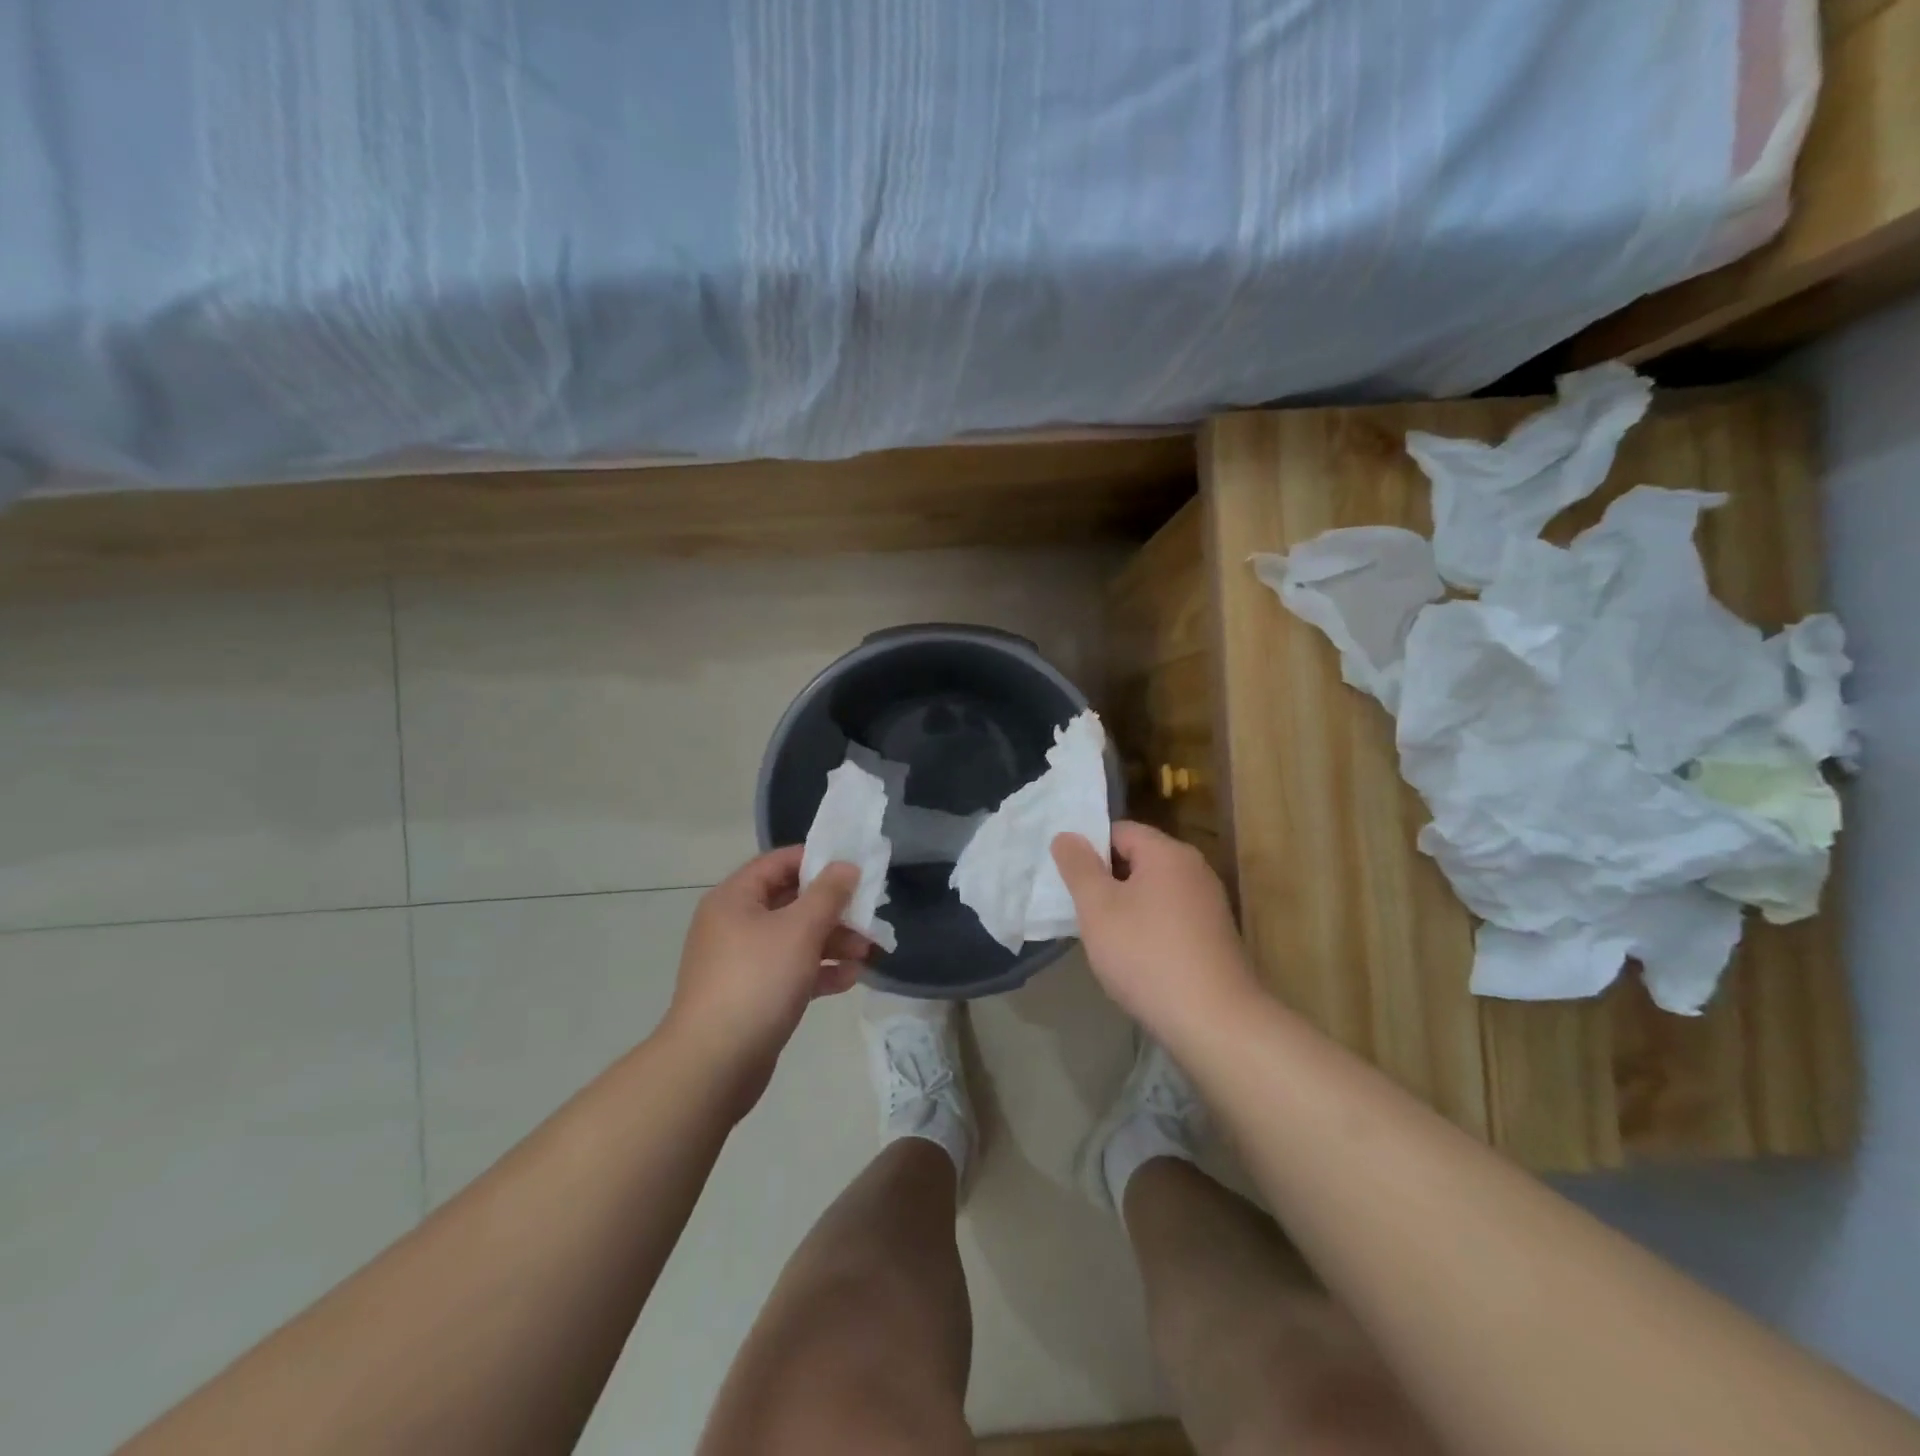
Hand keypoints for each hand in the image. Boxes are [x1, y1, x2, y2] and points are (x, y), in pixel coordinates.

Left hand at [663, 846, 869, 1116]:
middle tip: (869, 915)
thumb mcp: (799, 929)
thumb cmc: (757, 981)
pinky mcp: (752, 996)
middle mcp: (735, 925)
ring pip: (794, 939)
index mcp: (735, 899)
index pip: (778, 863)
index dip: (817, 860)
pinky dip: (819, 972)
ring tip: (868, 952)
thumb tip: (846, 866)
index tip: (854, 868)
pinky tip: (850, 979)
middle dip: (833, 909)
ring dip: (832, 942)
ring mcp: (742, 962)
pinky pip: (790, 971)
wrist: (714, 1064)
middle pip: (790, 902)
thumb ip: (828, 893)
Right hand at [1052, 821, 1259, 1044]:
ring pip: (1154, 891)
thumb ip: (1078, 867)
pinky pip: (1171, 917)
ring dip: (1126, 907)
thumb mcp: (1098, 908)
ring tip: (1103, 937)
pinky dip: (1149, 928)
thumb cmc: (1146, 955)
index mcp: (1168, 853)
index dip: (1090, 849)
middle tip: (1080, 909)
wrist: (1214, 1021)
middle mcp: (1194, 869)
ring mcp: (1209, 904)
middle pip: (1139, 859)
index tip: (1069, 879)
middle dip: (1107, 880)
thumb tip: (1067, 835)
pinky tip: (1136, 959)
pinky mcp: (1215, 937)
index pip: (1120, 830)